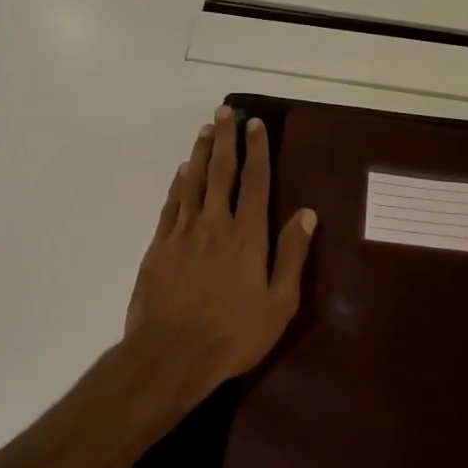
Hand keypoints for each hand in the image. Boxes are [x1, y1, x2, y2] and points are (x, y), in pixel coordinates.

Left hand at [123, 105, 317, 399]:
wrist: (171, 355)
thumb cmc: (233, 334)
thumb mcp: (279, 303)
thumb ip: (292, 255)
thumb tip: (308, 214)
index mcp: (247, 236)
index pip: (255, 182)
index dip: (257, 151)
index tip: (256, 124)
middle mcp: (215, 223)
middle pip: (221, 172)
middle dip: (225, 139)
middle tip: (225, 111)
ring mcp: (183, 233)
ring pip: (193, 182)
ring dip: (200, 153)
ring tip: (205, 129)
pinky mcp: (159, 246)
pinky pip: (171, 204)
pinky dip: (178, 184)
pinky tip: (182, 172)